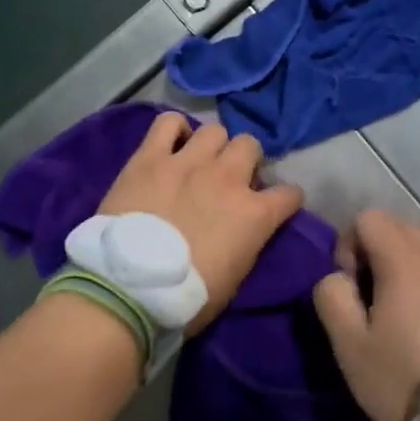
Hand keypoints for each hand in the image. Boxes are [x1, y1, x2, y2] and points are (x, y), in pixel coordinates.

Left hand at [98, 113, 303, 333]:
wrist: (129, 289)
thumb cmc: (186, 298)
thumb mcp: (235, 278)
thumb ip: (247, 242)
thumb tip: (246, 228)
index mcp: (254, 214)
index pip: (290, 193)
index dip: (285, 200)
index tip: (276, 206)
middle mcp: (227, 178)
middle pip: (250, 145)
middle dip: (245, 160)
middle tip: (230, 179)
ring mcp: (188, 162)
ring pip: (215, 130)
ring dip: (213, 145)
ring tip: (200, 161)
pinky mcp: (150, 157)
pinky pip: (168, 123)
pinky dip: (174, 129)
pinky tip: (171, 145)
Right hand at [312, 210, 419, 420]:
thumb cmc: (406, 380)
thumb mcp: (350, 346)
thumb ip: (331, 296)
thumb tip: (338, 276)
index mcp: (405, 259)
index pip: (369, 218)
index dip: (351, 245)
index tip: (353, 287)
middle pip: (402, 226)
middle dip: (381, 250)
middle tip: (377, 296)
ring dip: (413, 262)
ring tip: (409, 307)